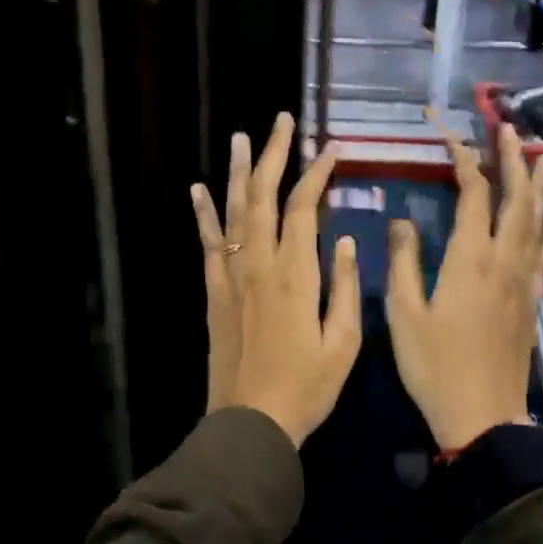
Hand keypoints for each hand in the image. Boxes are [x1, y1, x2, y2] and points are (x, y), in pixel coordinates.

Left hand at [195, 113, 360, 445]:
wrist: (250, 422)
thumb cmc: (306, 387)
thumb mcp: (344, 344)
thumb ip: (344, 288)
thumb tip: (344, 240)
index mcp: (295, 275)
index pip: (303, 208)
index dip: (316, 174)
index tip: (331, 149)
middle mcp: (259, 265)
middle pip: (263, 196)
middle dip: (273, 155)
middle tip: (281, 121)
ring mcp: (231, 276)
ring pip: (233, 211)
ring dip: (237, 172)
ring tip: (240, 138)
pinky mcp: (214, 292)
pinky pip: (208, 244)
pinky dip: (203, 214)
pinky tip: (198, 189)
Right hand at [386, 125, 542, 452]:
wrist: (483, 417)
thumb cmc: (435, 366)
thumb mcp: (403, 313)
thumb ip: (403, 261)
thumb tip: (402, 220)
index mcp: (470, 259)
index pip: (472, 193)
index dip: (462, 158)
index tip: (448, 132)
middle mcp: (503, 261)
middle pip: (514, 199)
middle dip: (510, 160)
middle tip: (509, 128)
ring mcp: (523, 281)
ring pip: (535, 222)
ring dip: (536, 186)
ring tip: (542, 157)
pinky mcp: (531, 302)